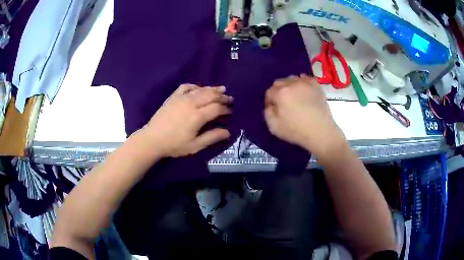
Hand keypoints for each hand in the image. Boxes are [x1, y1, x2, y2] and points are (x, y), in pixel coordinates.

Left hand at [141, 84, 232, 156]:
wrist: (152, 139)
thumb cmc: (174, 145)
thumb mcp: (195, 146)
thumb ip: (212, 137)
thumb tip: (228, 132)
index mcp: (197, 116)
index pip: (216, 108)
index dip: (226, 108)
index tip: (231, 110)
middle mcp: (191, 103)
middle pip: (211, 95)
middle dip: (222, 96)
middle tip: (230, 98)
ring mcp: (181, 98)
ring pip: (200, 89)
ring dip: (212, 89)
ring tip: (221, 89)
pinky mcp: (173, 97)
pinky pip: (186, 87)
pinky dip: (195, 86)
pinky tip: (198, 88)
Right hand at [264, 75, 346, 158]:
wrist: (321, 132)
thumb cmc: (296, 131)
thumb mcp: (274, 127)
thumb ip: (267, 113)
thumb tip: (270, 105)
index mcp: (280, 93)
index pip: (269, 92)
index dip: (269, 101)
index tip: (272, 109)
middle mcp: (292, 84)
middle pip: (279, 82)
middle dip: (278, 91)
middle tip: (282, 103)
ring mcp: (305, 83)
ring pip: (292, 79)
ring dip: (289, 86)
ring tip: (293, 96)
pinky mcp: (316, 85)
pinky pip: (305, 78)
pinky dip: (301, 82)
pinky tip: (303, 91)